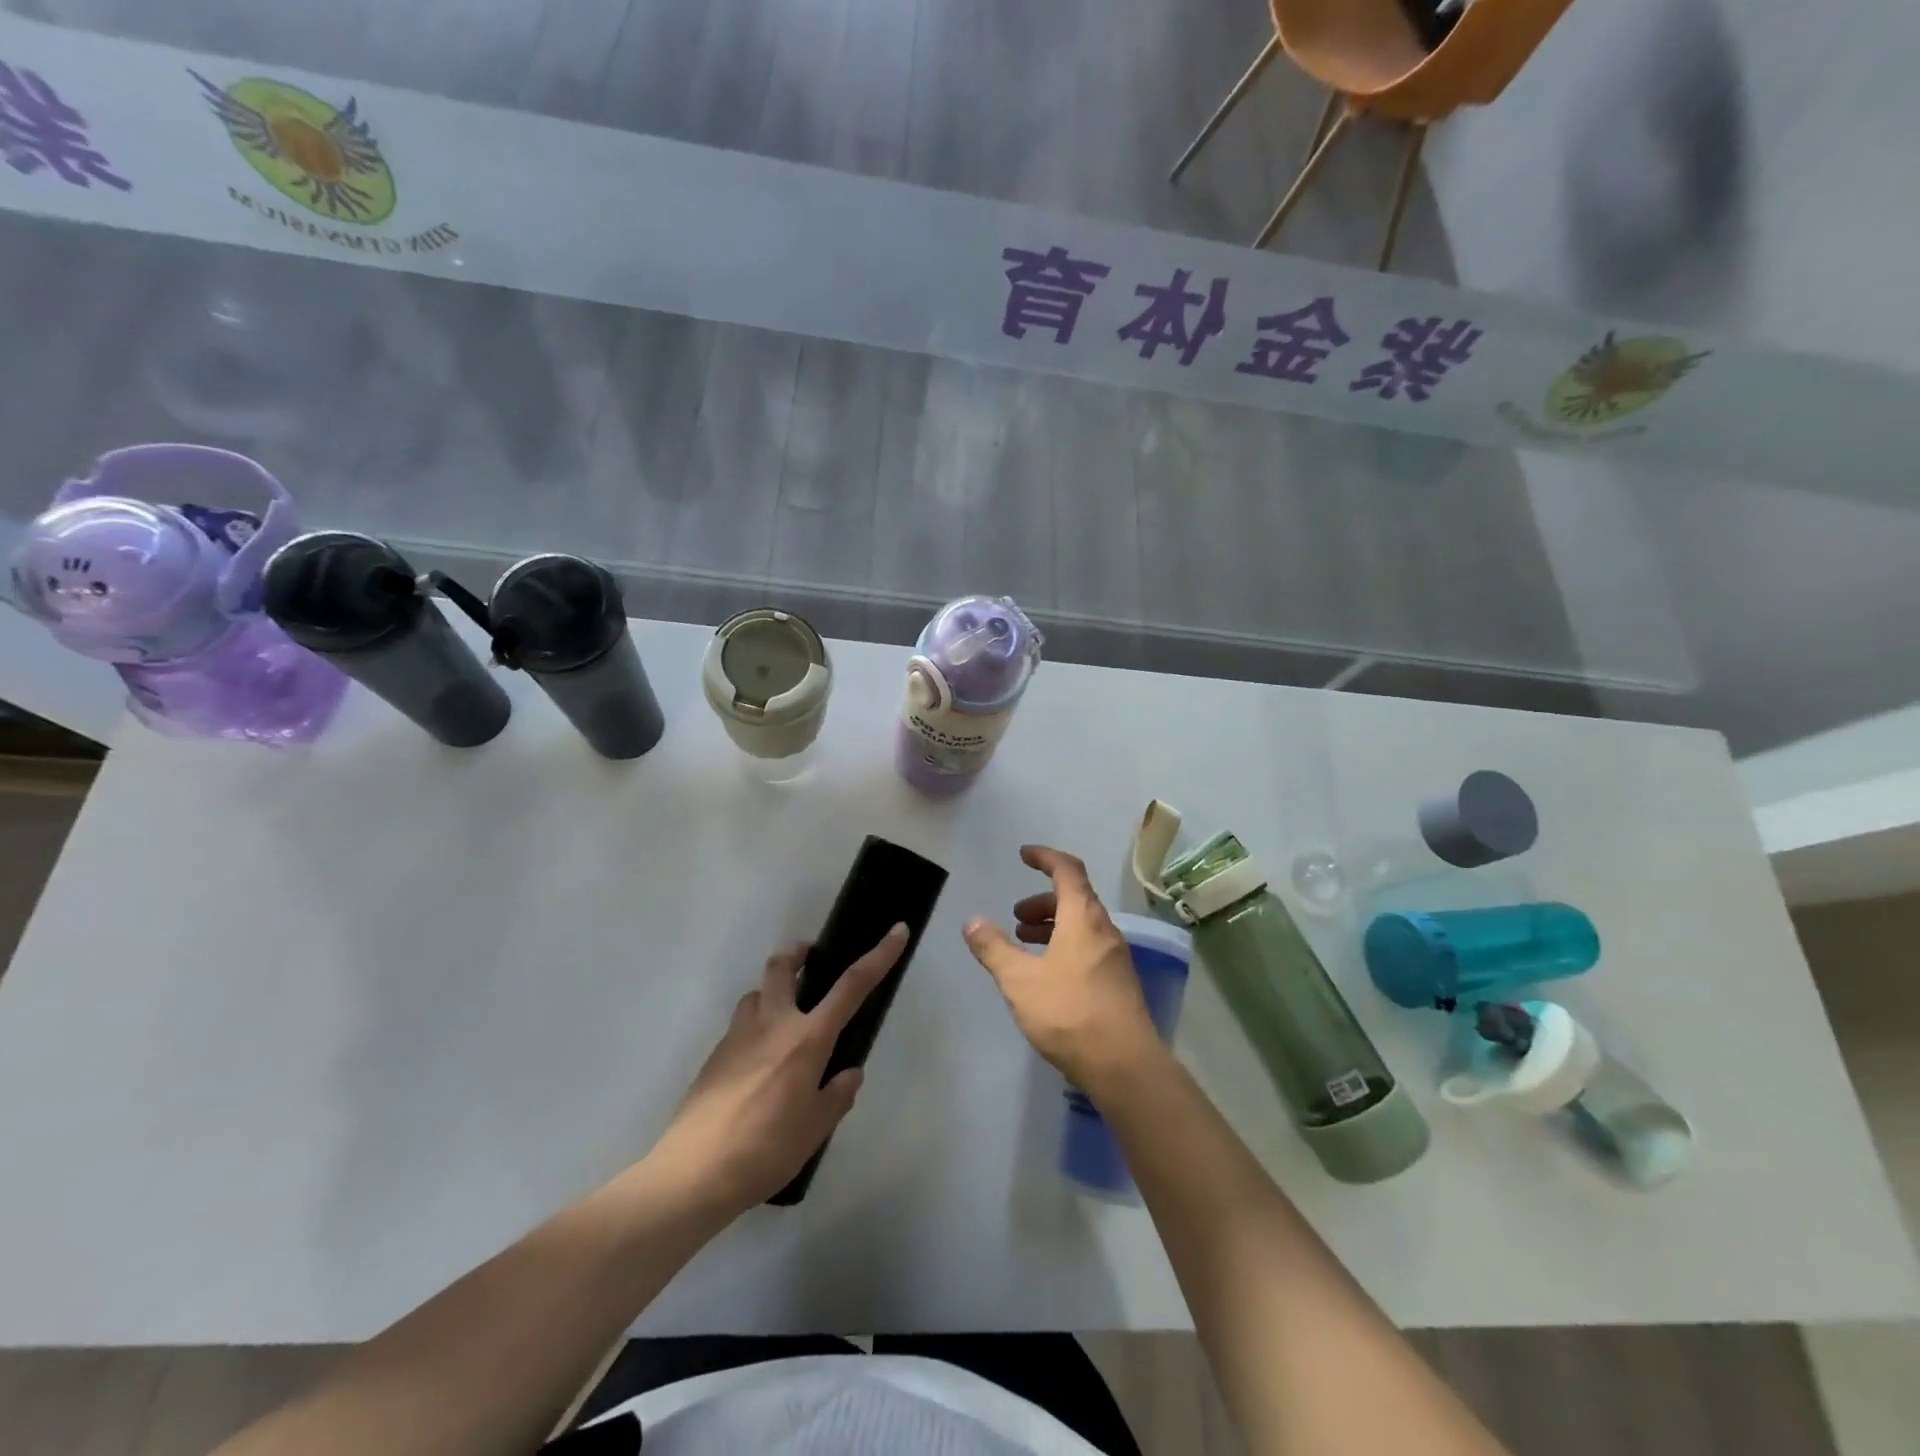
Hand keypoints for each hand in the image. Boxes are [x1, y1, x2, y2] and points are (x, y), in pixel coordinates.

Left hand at [652, 926, 907, 1212]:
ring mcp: (738, 1036)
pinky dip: (755, 1027)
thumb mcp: (815, 1128)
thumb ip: (837, 1095)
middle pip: (782, 965)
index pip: (851, 986)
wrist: (694, 1173)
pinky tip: (758, 1064)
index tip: (896, 932)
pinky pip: (740, 1024)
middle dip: (798, 953)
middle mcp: (772, 1024)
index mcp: (807, 1039)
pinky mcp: (714, 1055)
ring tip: (785, 1020)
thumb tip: (848, 1073)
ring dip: (773, 992)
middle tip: (811, 962)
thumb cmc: (766, 1150)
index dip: (878, 956)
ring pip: (756, 992)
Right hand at [963, 845, 1162, 1095]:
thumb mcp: (1020, 980)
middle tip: (1016, 918)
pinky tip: (1047, 974)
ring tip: (1024, 943)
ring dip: (1053, 926)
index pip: (1067, 870)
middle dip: (1042, 901)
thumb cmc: (1069, 1012)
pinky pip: (1088, 947)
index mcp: (1083, 917)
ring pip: (1082, 925)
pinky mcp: (1119, 982)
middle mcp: (1105, 930)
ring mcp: (1116, 957)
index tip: (1024, 855)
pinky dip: (1065, 945)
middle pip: (1075, 898)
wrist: (1125, 1065)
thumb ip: (994, 948)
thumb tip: (972, 921)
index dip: (1045, 857)